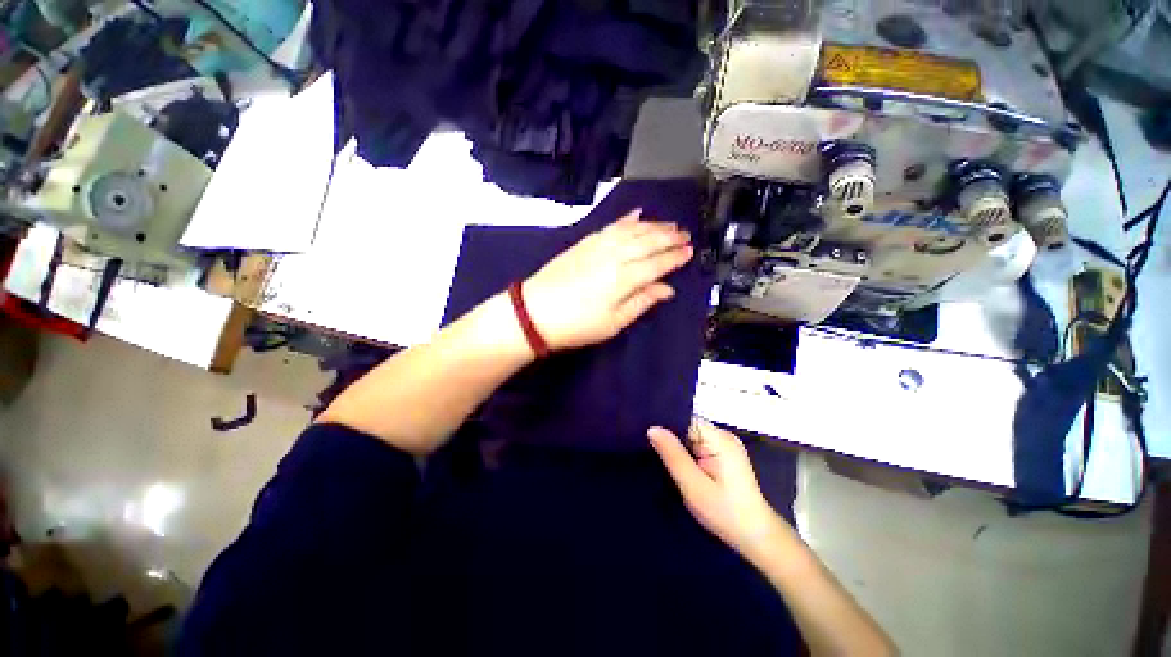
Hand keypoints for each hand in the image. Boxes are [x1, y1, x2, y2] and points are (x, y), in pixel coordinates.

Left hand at [522, 210, 692, 349]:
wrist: (535, 311)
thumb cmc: (577, 325)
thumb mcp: (614, 323)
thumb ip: (642, 302)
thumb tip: (667, 289)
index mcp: (624, 278)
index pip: (657, 263)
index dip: (675, 257)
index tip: (690, 252)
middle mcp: (615, 256)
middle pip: (648, 242)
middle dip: (669, 237)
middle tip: (685, 234)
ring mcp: (598, 246)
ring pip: (632, 230)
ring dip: (653, 225)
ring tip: (669, 224)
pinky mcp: (585, 242)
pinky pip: (611, 226)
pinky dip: (626, 219)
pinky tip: (637, 214)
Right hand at [648, 418, 788, 559]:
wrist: (756, 537)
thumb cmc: (724, 512)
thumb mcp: (693, 486)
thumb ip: (672, 455)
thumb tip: (652, 428)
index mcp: (719, 439)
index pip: (685, 419)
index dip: (665, 424)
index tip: (644, 432)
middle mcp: (723, 435)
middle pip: (688, 425)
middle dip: (669, 435)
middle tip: (645, 444)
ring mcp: (725, 445)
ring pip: (691, 435)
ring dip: (676, 444)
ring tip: (655, 451)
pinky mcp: (724, 454)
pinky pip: (698, 444)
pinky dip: (686, 451)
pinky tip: (675, 460)